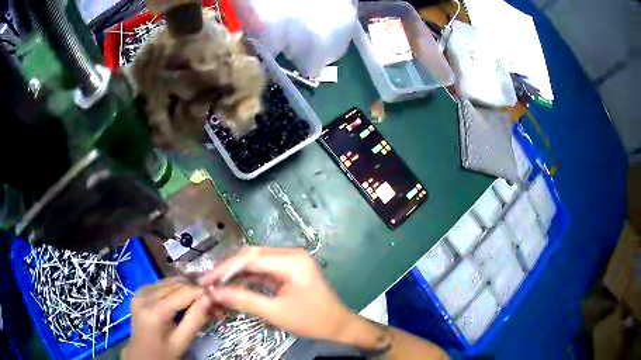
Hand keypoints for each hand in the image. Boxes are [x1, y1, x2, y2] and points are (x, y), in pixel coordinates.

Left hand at [122, 278, 212, 359]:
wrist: (141, 354)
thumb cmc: (163, 353)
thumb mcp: (182, 341)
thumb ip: (196, 320)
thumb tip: (211, 298)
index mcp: (155, 311)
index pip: (184, 292)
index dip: (203, 291)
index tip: (219, 295)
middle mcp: (145, 295)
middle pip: (176, 284)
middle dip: (197, 290)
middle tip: (214, 300)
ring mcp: (140, 291)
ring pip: (170, 281)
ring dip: (188, 288)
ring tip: (202, 299)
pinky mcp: (140, 291)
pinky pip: (162, 284)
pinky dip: (176, 288)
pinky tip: (185, 298)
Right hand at [199, 247, 354, 342]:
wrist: (338, 325)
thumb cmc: (311, 320)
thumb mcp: (276, 312)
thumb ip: (244, 300)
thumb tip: (215, 293)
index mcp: (291, 261)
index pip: (250, 259)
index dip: (224, 269)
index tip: (205, 281)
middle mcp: (290, 255)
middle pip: (251, 256)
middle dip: (228, 269)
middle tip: (209, 282)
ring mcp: (290, 261)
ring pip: (255, 261)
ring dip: (236, 273)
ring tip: (217, 284)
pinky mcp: (288, 270)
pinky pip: (263, 270)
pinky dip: (247, 277)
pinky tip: (233, 285)